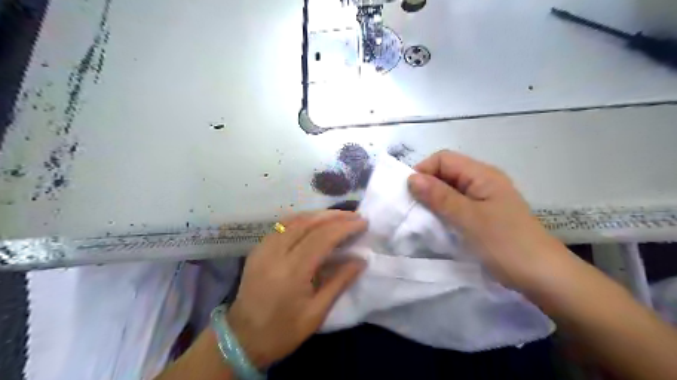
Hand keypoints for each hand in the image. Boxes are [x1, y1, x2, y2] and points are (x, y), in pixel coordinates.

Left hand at [226, 210, 364, 367]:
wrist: (241, 339)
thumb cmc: (283, 331)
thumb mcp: (317, 313)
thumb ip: (340, 282)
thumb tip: (361, 260)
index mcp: (292, 271)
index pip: (323, 237)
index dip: (345, 227)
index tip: (363, 222)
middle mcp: (276, 253)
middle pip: (309, 223)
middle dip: (335, 216)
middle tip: (354, 216)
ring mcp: (263, 248)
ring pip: (295, 220)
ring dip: (319, 215)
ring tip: (339, 216)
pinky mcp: (258, 248)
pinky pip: (283, 226)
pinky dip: (302, 219)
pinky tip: (314, 222)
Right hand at [410, 150, 566, 289]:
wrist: (544, 277)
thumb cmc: (506, 244)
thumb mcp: (469, 218)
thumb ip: (439, 196)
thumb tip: (411, 178)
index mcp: (482, 175)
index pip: (443, 159)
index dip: (423, 171)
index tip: (409, 193)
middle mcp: (483, 182)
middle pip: (446, 173)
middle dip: (426, 186)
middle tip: (413, 208)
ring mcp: (484, 200)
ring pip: (450, 191)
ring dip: (434, 200)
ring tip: (422, 218)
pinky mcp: (484, 216)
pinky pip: (457, 206)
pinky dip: (444, 212)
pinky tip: (437, 225)